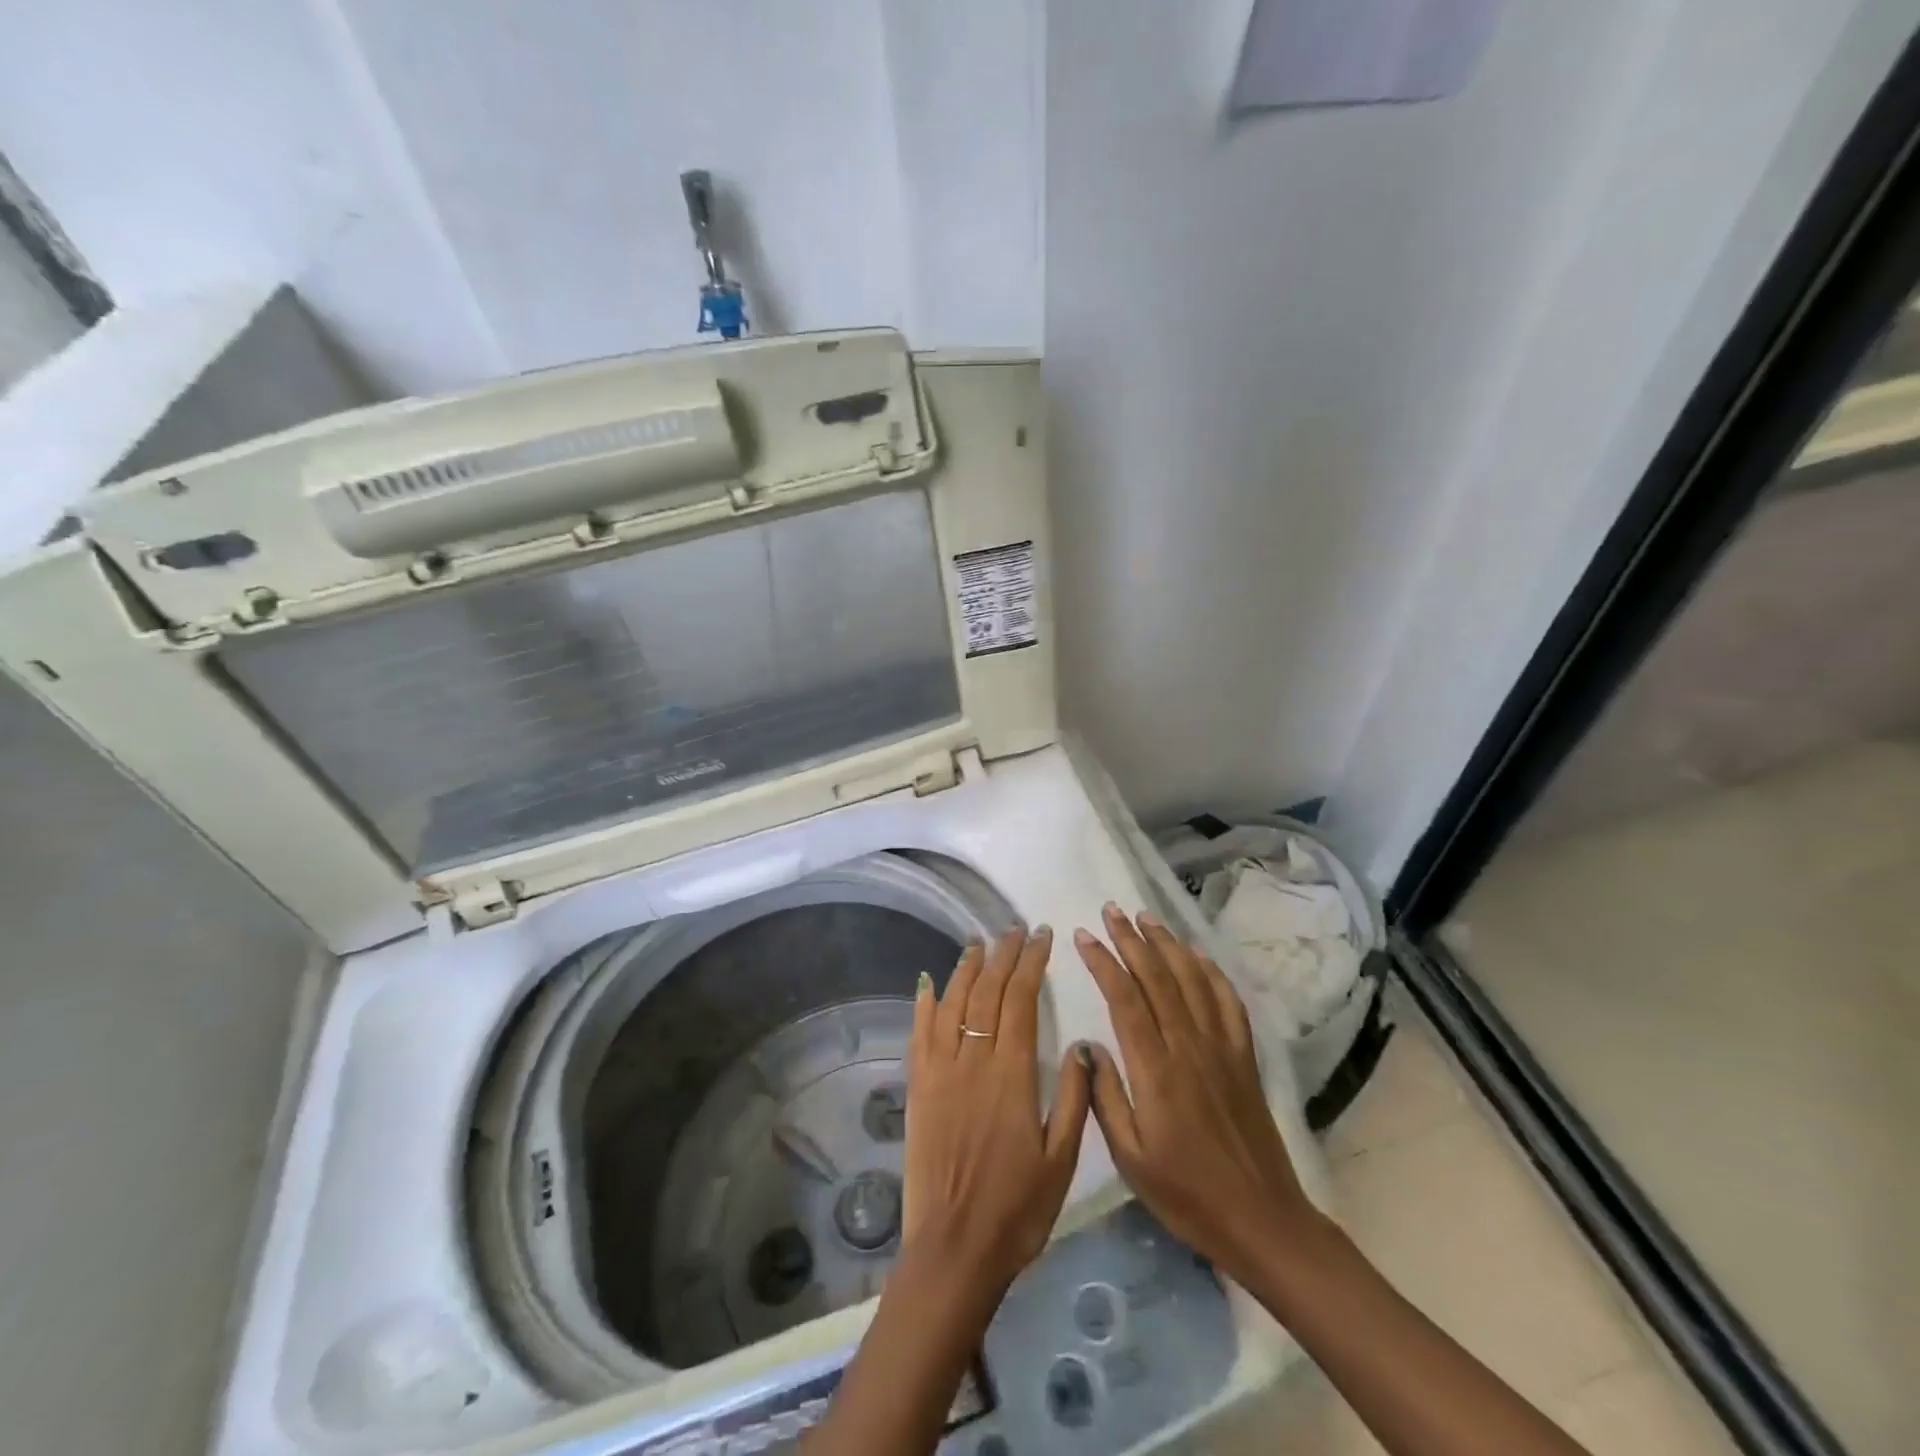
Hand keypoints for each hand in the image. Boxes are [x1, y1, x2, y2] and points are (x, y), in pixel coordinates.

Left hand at [903, 927, 1092, 1293]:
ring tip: (979, 943)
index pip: (1020, 1000)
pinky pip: (919, 1034)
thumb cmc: (1017, 1209)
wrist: (954, 1248)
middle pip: (986, 992)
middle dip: (1003, 955)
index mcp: (1012, 1075)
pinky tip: (929, 982)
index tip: (1041, 937)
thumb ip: (1073, 1098)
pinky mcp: (918, 1088)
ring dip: (966, 969)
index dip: (1031, 963)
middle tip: (1014, 931)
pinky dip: (925, 1003)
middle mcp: (972, 1061)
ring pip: (952, 1004)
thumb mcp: (1062, 1160)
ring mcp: (940, 1072)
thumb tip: (1081, 1045)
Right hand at [1074, 905, 1320, 1282]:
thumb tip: (1087, 1045)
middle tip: (1111, 911)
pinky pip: (1227, 1002)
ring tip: (1146, 918)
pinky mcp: (1244, 1057)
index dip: (1103, 962)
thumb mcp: (1130, 1157)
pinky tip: (1197, 955)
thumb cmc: (1186, 1194)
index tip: (1084, 936)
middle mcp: (1189, 1047)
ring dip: (1168, 944)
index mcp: (1156, 1070)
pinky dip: (1210, 971)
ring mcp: (1222, 1048)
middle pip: (1157, 977)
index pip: (1125, 998)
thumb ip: (1105, 1097)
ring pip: (1192, 980)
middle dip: (1131, 939)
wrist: (1262, 1219)